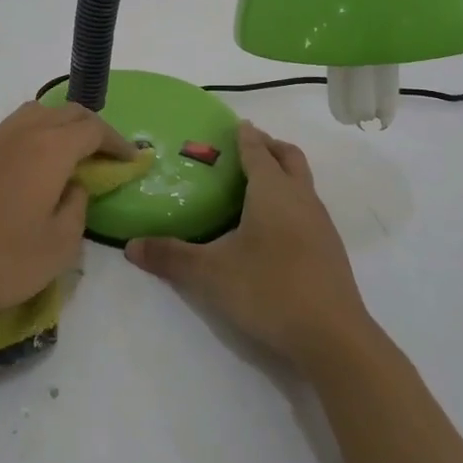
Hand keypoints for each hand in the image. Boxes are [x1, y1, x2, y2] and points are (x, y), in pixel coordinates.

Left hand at [0, 101, 134, 380]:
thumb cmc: (5, 262)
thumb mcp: (61, 244)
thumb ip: (78, 206)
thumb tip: (74, 186)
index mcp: (49, 149)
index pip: (93, 129)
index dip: (117, 142)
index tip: (133, 159)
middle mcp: (21, 134)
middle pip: (66, 112)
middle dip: (93, 128)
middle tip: (108, 155)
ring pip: (36, 114)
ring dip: (61, 126)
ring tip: (74, 155)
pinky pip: (14, 130)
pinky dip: (36, 135)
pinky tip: (37, 166)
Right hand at [127, 121, 371, 371]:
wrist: (332, 337)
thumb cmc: (269, 290)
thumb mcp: (210, 274)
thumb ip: (170, 256)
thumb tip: (130, 246)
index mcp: (272, 191)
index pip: (257, 150)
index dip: (245, 136)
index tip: (234, 125)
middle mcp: (300, 198)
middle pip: (289, 157)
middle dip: (269, 146)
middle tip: (245, 149)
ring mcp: (320, 224)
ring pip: (303, 183)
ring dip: (283, 174)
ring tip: (254, 187)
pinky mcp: (329, 249)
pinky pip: (308, 208)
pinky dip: (290, 202)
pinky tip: (272, 229)